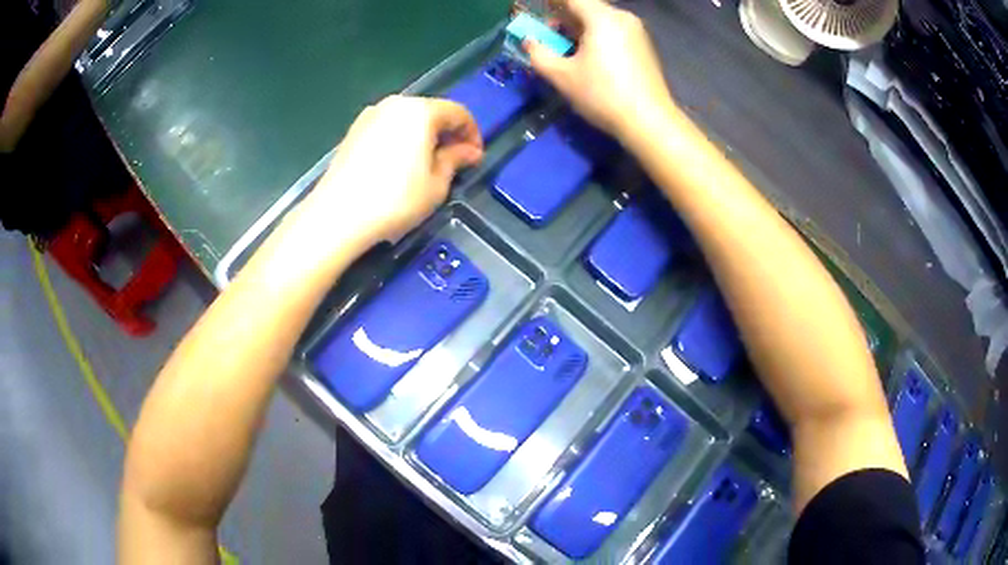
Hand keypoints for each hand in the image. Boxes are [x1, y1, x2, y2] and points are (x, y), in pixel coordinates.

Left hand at [295, 96, 482, 249]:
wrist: (337, 215)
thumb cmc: (395, 200)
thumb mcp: (436, 184)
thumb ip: (455, 160)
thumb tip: (468, 151)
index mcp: (420, 111)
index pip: (458, 112)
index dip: (472, 133)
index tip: (475, 157)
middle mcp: (394, 104)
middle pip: (431, 112)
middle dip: (446, 134)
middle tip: (454, 161)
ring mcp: (369, 116)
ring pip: (407, 120)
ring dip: (423, 137)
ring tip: (426, 165)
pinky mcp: (353, 132)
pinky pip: (387, 129)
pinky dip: (400, 141)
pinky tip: (399, 167)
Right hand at [525, 0, 674, 139]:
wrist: (649, 121)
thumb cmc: (603, 95)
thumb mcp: (562, 76)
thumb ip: (538, 53)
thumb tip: (529, 41)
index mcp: (602, 17)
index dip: (551, 3)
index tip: (538, 10)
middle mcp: (622, 17)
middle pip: (586, 6)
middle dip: (563, 16)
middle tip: (548, 35)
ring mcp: (636, 31)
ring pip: (600, 19)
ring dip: (579, 27)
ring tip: (566, 48)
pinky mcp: (643, 46)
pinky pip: (613, 30)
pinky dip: (596, 35)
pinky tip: (589, 56)